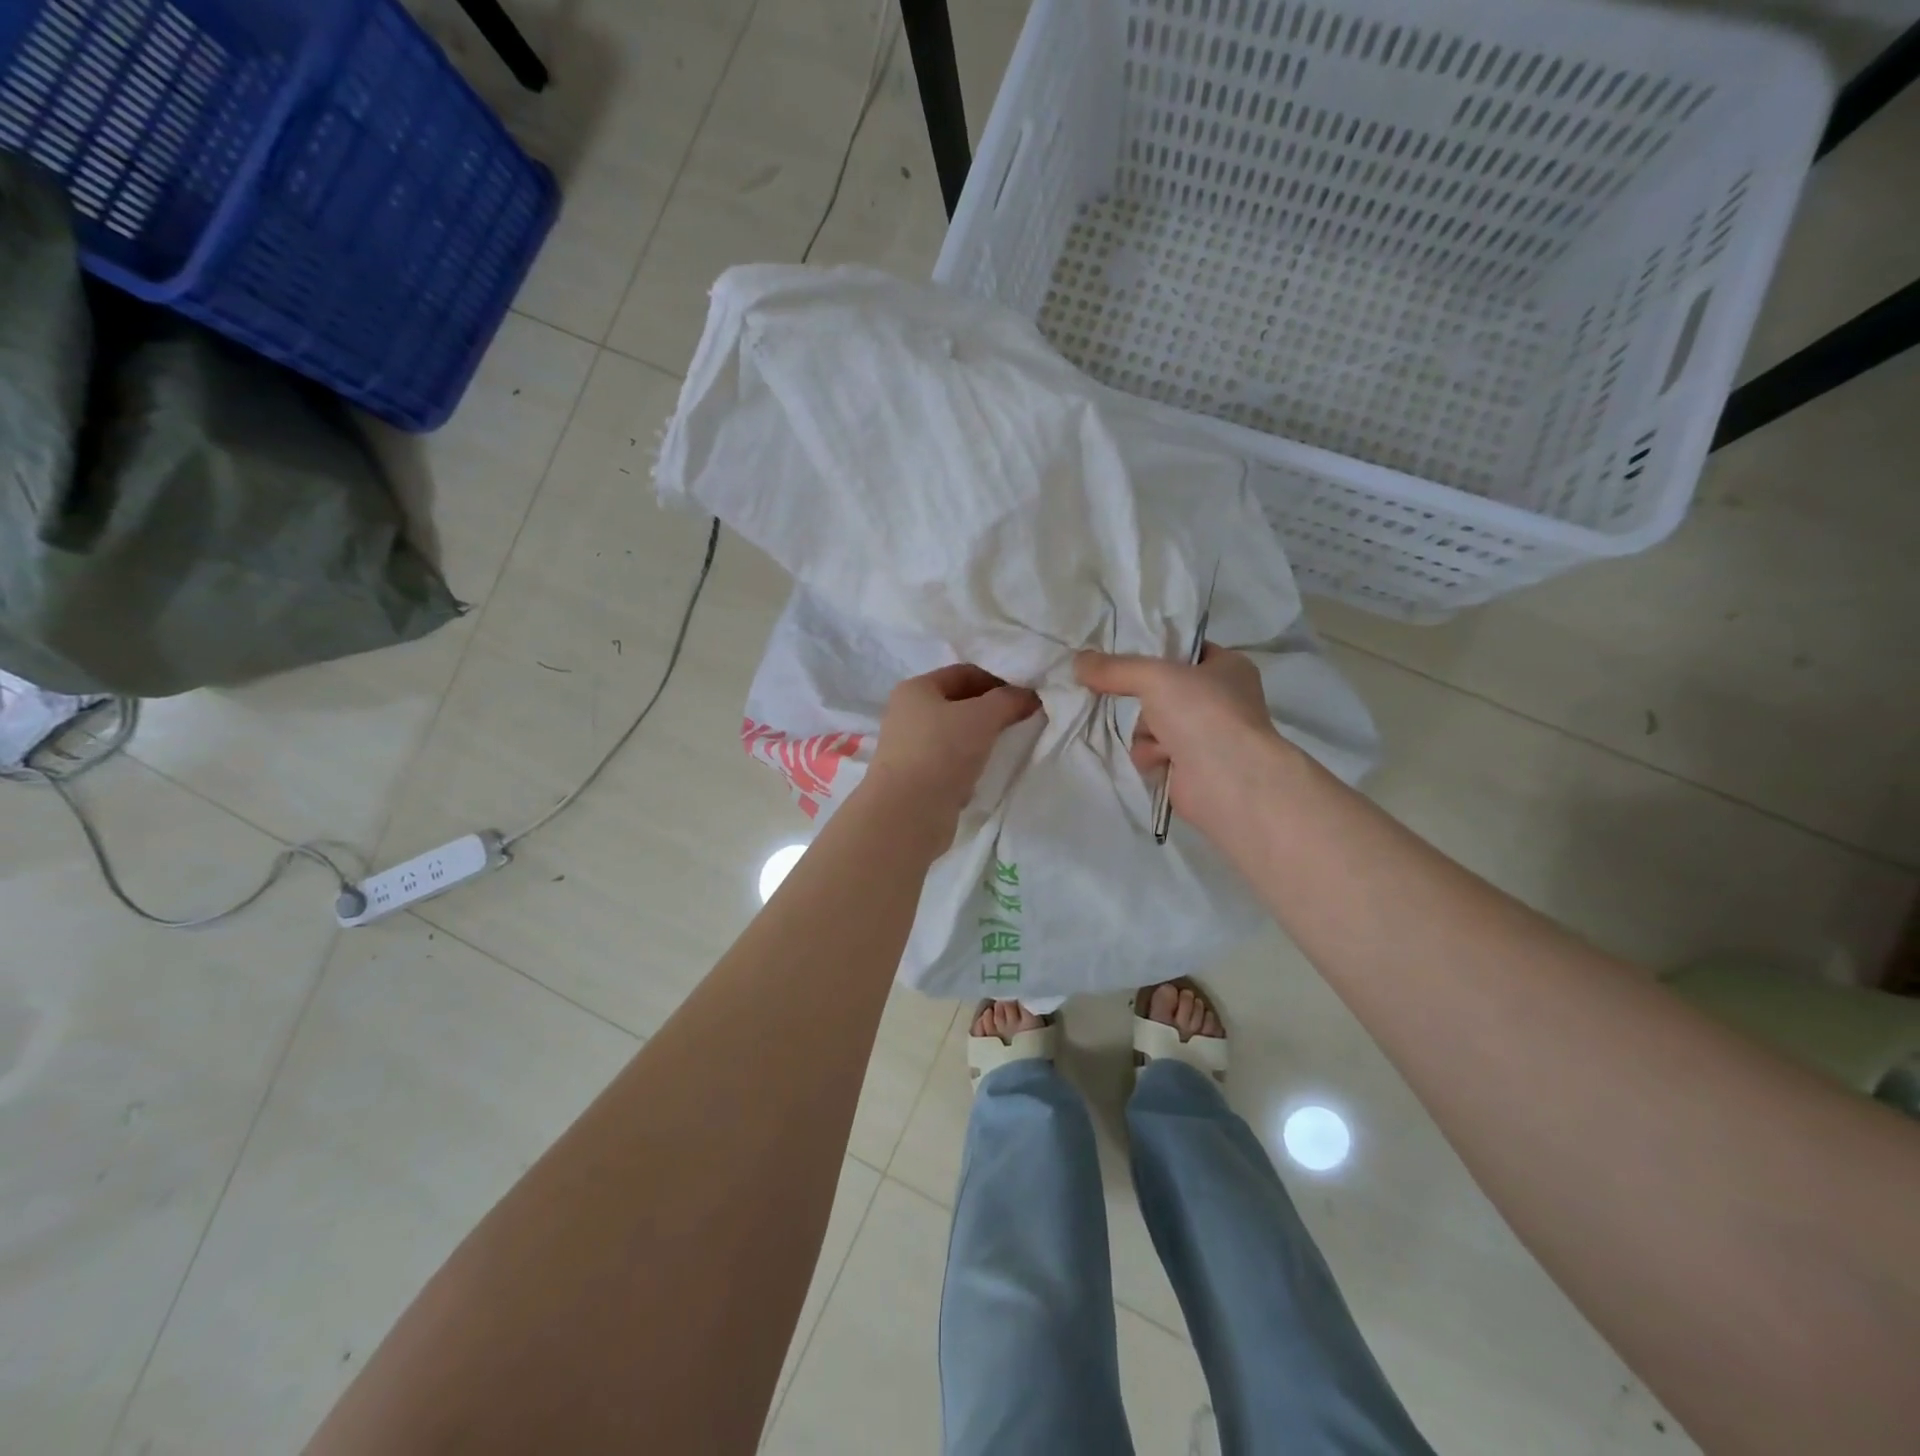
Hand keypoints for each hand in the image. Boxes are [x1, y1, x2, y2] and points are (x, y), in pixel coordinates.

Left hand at [863, 664, 1041, 831]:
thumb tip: (1030, 696)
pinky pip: (951, 761)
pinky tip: (987, 770)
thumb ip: (1009, 700)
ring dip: (982, 738)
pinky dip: (970, 763)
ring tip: (1010, 744)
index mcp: (916, 689)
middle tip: (1023, 718)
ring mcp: (910, 747)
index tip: (1026, 695)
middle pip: (959, 703)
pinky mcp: (916, 777)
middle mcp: (908, 714)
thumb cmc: (942, 752)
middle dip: (992, 709)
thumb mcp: (982, 717)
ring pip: (956, 734)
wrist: (908, 813)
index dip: (998, 679)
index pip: (964, 673)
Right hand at [1075, 643, 1292, 830]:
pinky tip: (1161, 761)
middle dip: (1144, 702)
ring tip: (1160, 742)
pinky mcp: (1192, 768)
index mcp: (1227, 668)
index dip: (1154, 653)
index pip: (1183, 651)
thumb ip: (1114, 668)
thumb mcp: (1154, 676)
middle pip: (1160, 692)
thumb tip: (1077, 661)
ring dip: (1146, 733)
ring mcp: (1207, 736)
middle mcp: (1221, 700)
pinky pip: (1154, 753)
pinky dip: (1151, 757)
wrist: (1228, 779)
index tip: (1121, 659)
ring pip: (1152, 725)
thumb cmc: (1203, 713)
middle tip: (1134, 700)